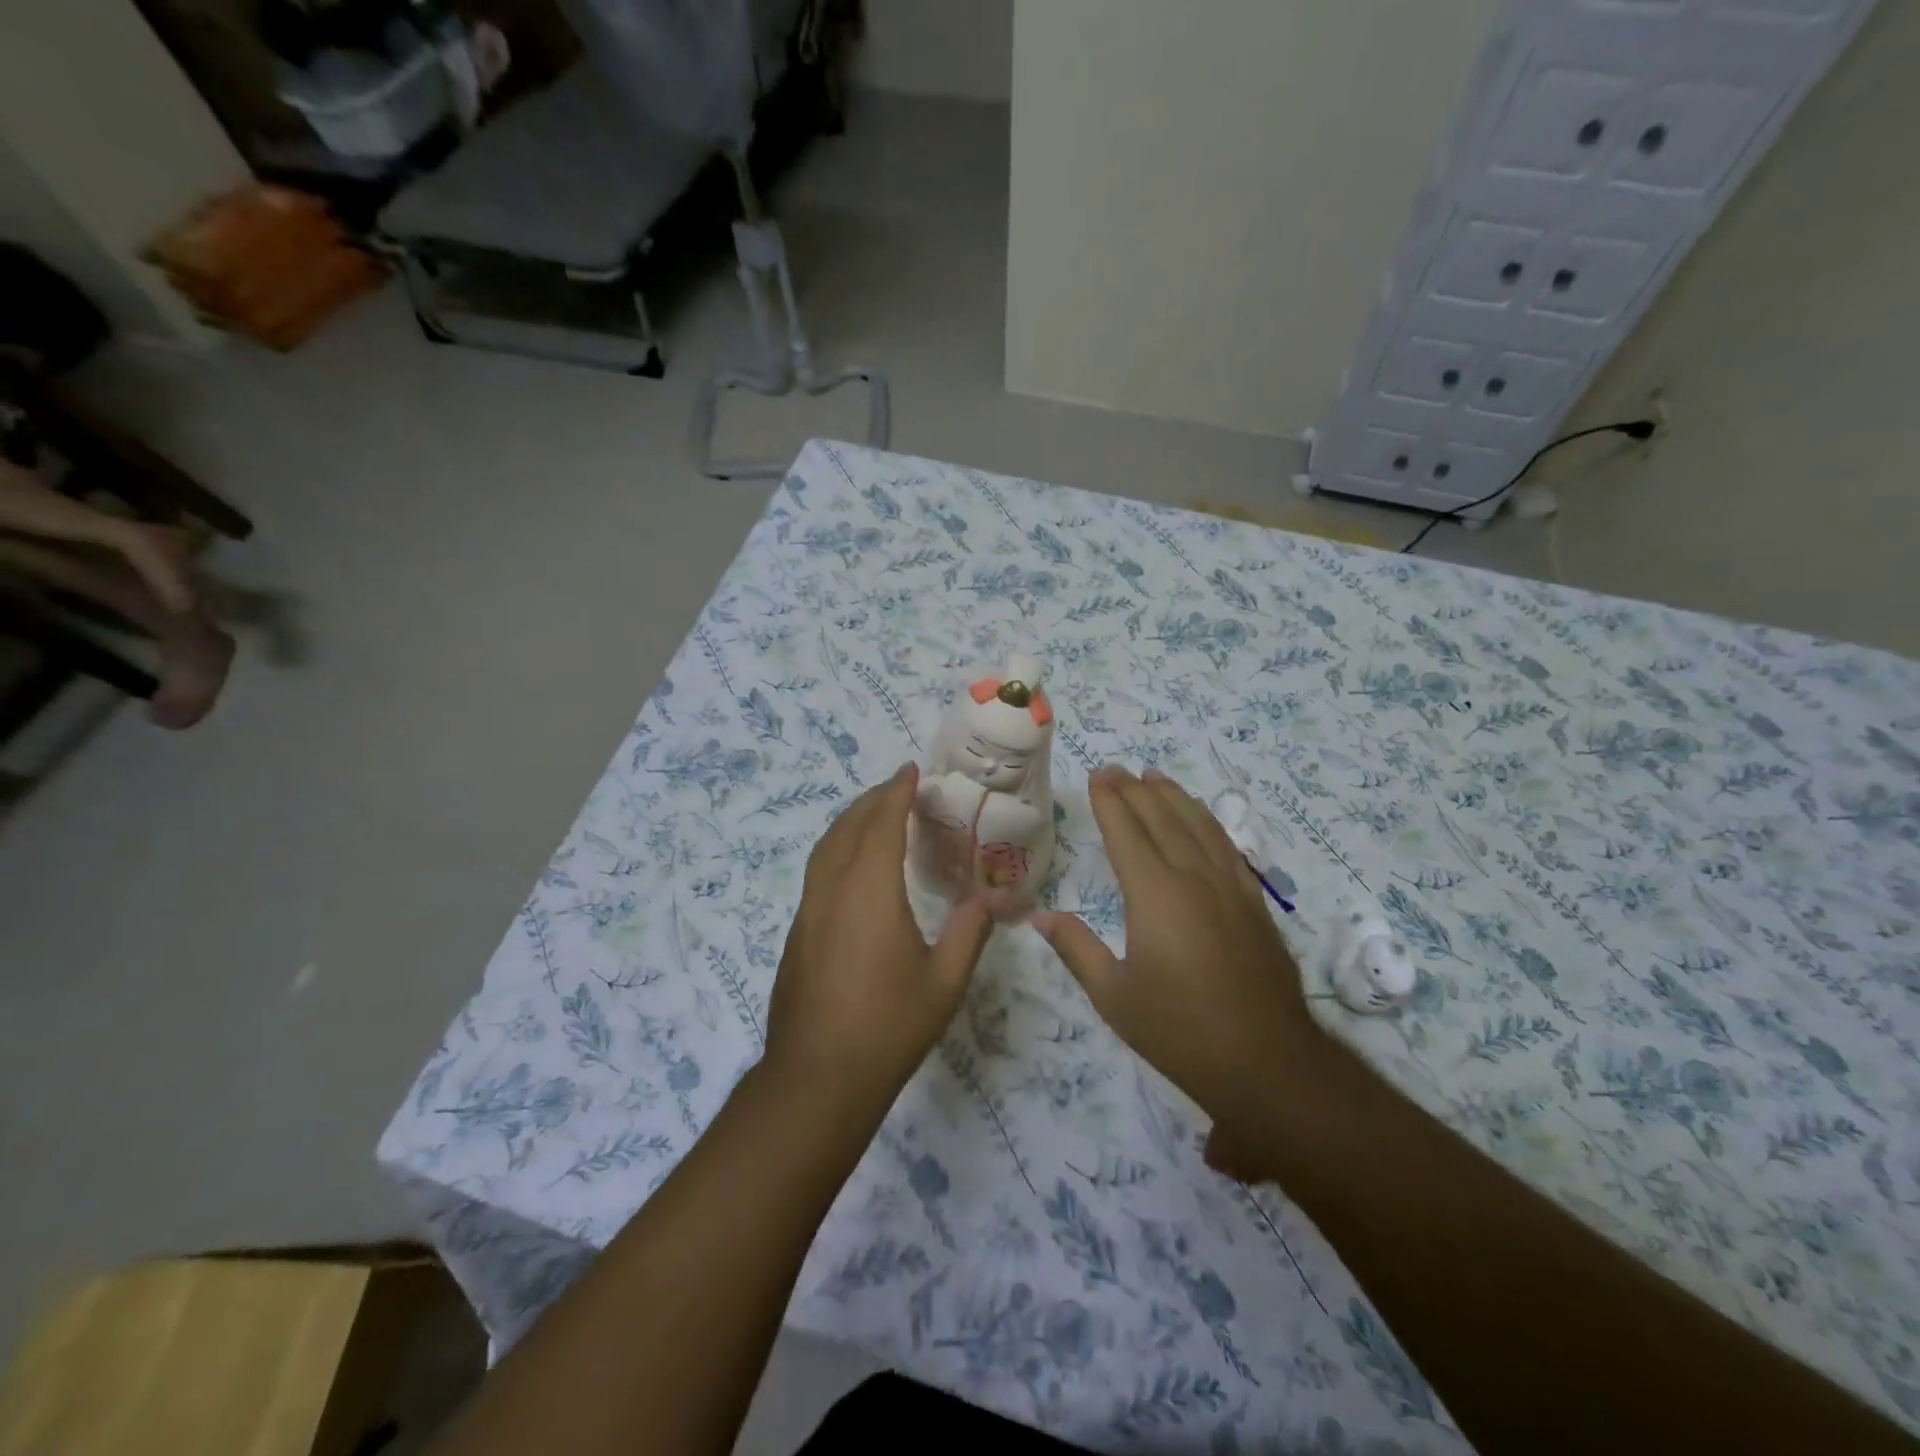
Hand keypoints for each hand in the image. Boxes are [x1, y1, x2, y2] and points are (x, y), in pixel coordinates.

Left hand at [765, 765, 993, 1112]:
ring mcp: (808, 912)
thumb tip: (993, 897)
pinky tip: (854, 869)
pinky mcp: (797, 934)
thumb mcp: (944, 982)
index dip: (895, 793)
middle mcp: (832, 891)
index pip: (881, 824)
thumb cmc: (887, 1027)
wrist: (816, 1079)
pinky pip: (818, 872)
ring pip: (825, 849)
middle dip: (872, 800)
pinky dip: (838, 850)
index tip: (910, 771)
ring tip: (875, 816)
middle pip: (848, 828)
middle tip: (898, 788)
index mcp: (869, 892)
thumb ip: (970, 931)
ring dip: (850, 822)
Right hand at [1030, 766, 1321, 1167]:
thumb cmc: (1179, 1030)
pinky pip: (1227, 847)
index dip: (1110, 801)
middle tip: (1117, 769)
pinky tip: (1202, 821)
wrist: (1266, 1061)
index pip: (1127, 833)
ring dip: (1174, 797)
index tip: (1099, 775)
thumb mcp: (1114, 996)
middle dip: (1136, 790)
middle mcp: (1193, 878)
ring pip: (1199, 826)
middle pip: (1162, 819)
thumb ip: (1077, 949)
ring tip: (1156, 776)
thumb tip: (1039, 916)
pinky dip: (1209, 823)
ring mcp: (1229, 888)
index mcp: (1155, 895)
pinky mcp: (1253, 904)